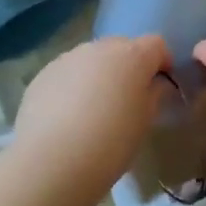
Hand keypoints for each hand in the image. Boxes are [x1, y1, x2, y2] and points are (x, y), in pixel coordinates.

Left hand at [8, 35, 169, 205]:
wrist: (52, 161)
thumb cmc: (111, 143)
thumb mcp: (145, 122)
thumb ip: (154, 95)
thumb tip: (155, 84)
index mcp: (131, 55)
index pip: (156, 44)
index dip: (162, 62)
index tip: (162, 85)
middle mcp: (99, 47)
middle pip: (122, 47)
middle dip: (129, 66)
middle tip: (128, 99)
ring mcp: (68, 57)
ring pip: (92, 59)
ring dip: (99, 74)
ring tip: (95, 109)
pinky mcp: (44, 73)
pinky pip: (68, 73)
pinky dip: (74, 86)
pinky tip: (68, 116)